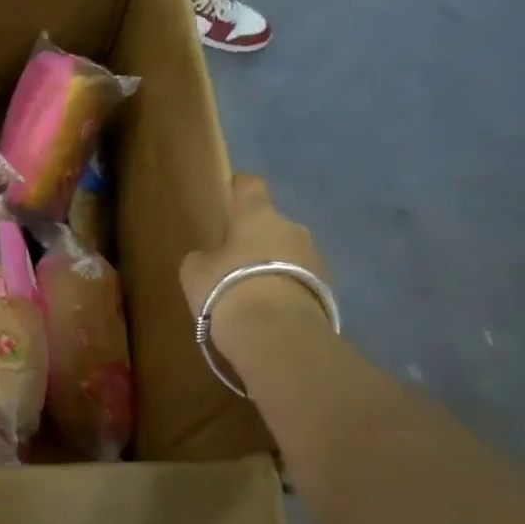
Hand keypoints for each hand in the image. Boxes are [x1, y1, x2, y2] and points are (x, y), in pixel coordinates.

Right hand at [180, 175, 331, 334]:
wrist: (279, 337)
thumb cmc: (229, 289)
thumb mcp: (196, 272)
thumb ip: (203, 258)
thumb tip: (210, 258)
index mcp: (258, 215)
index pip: (250, 186)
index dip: (238, 189)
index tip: (228, 196)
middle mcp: (293, 229)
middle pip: (272, 225)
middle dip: (256, 238)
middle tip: (234, 260)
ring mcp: (317, 261)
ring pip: (289, 255)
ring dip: (273, 267)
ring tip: (251, 293)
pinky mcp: (329, 293)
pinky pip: (300, 284)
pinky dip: (286, 292)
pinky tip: (268, 313)